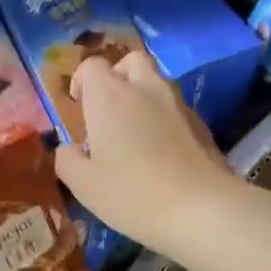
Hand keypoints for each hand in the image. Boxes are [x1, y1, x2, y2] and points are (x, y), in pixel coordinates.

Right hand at [54, 52, 245, 255]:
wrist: (202, 208)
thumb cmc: (133, 194)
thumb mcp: (84, 186)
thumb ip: (68, 160)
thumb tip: (70, 149)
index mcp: (110, 97)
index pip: (92, 66)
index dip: (82, 81)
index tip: (79, 106)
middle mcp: (145, 89)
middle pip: (131, 62)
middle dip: (117, 77)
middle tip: (109, 110)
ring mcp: (178, 103)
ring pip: (157, 83)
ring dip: (142, 97)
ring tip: (135, 133)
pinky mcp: (201, 123)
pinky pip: (175, 108)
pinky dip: (164, 118)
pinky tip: (162, 151)